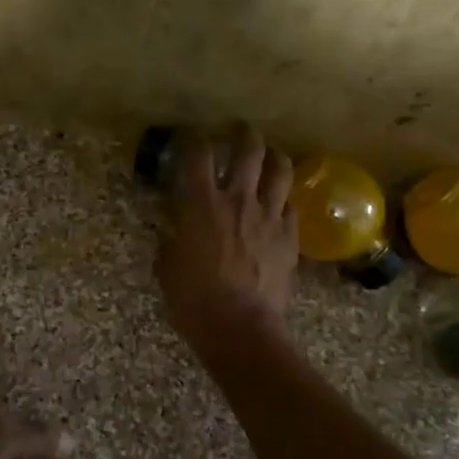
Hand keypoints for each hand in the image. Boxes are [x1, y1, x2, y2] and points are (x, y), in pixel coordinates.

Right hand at [155, 124, 298, 347]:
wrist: (240, 328)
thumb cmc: (193, 299)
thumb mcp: (167, 266)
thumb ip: (172, 240)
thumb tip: (175, 233)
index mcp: (201, 203)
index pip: (198, 154)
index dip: (193, 137)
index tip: (191, 135)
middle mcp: (238, 199)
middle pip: (249, 149)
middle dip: (244, 134)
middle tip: (239, 131)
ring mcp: (269, 216)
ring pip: (281, 170)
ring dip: (274, 157)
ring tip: (269, 157)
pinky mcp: (290, 237)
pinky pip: (292, 206)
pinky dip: (284, 199)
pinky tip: (279, 203)